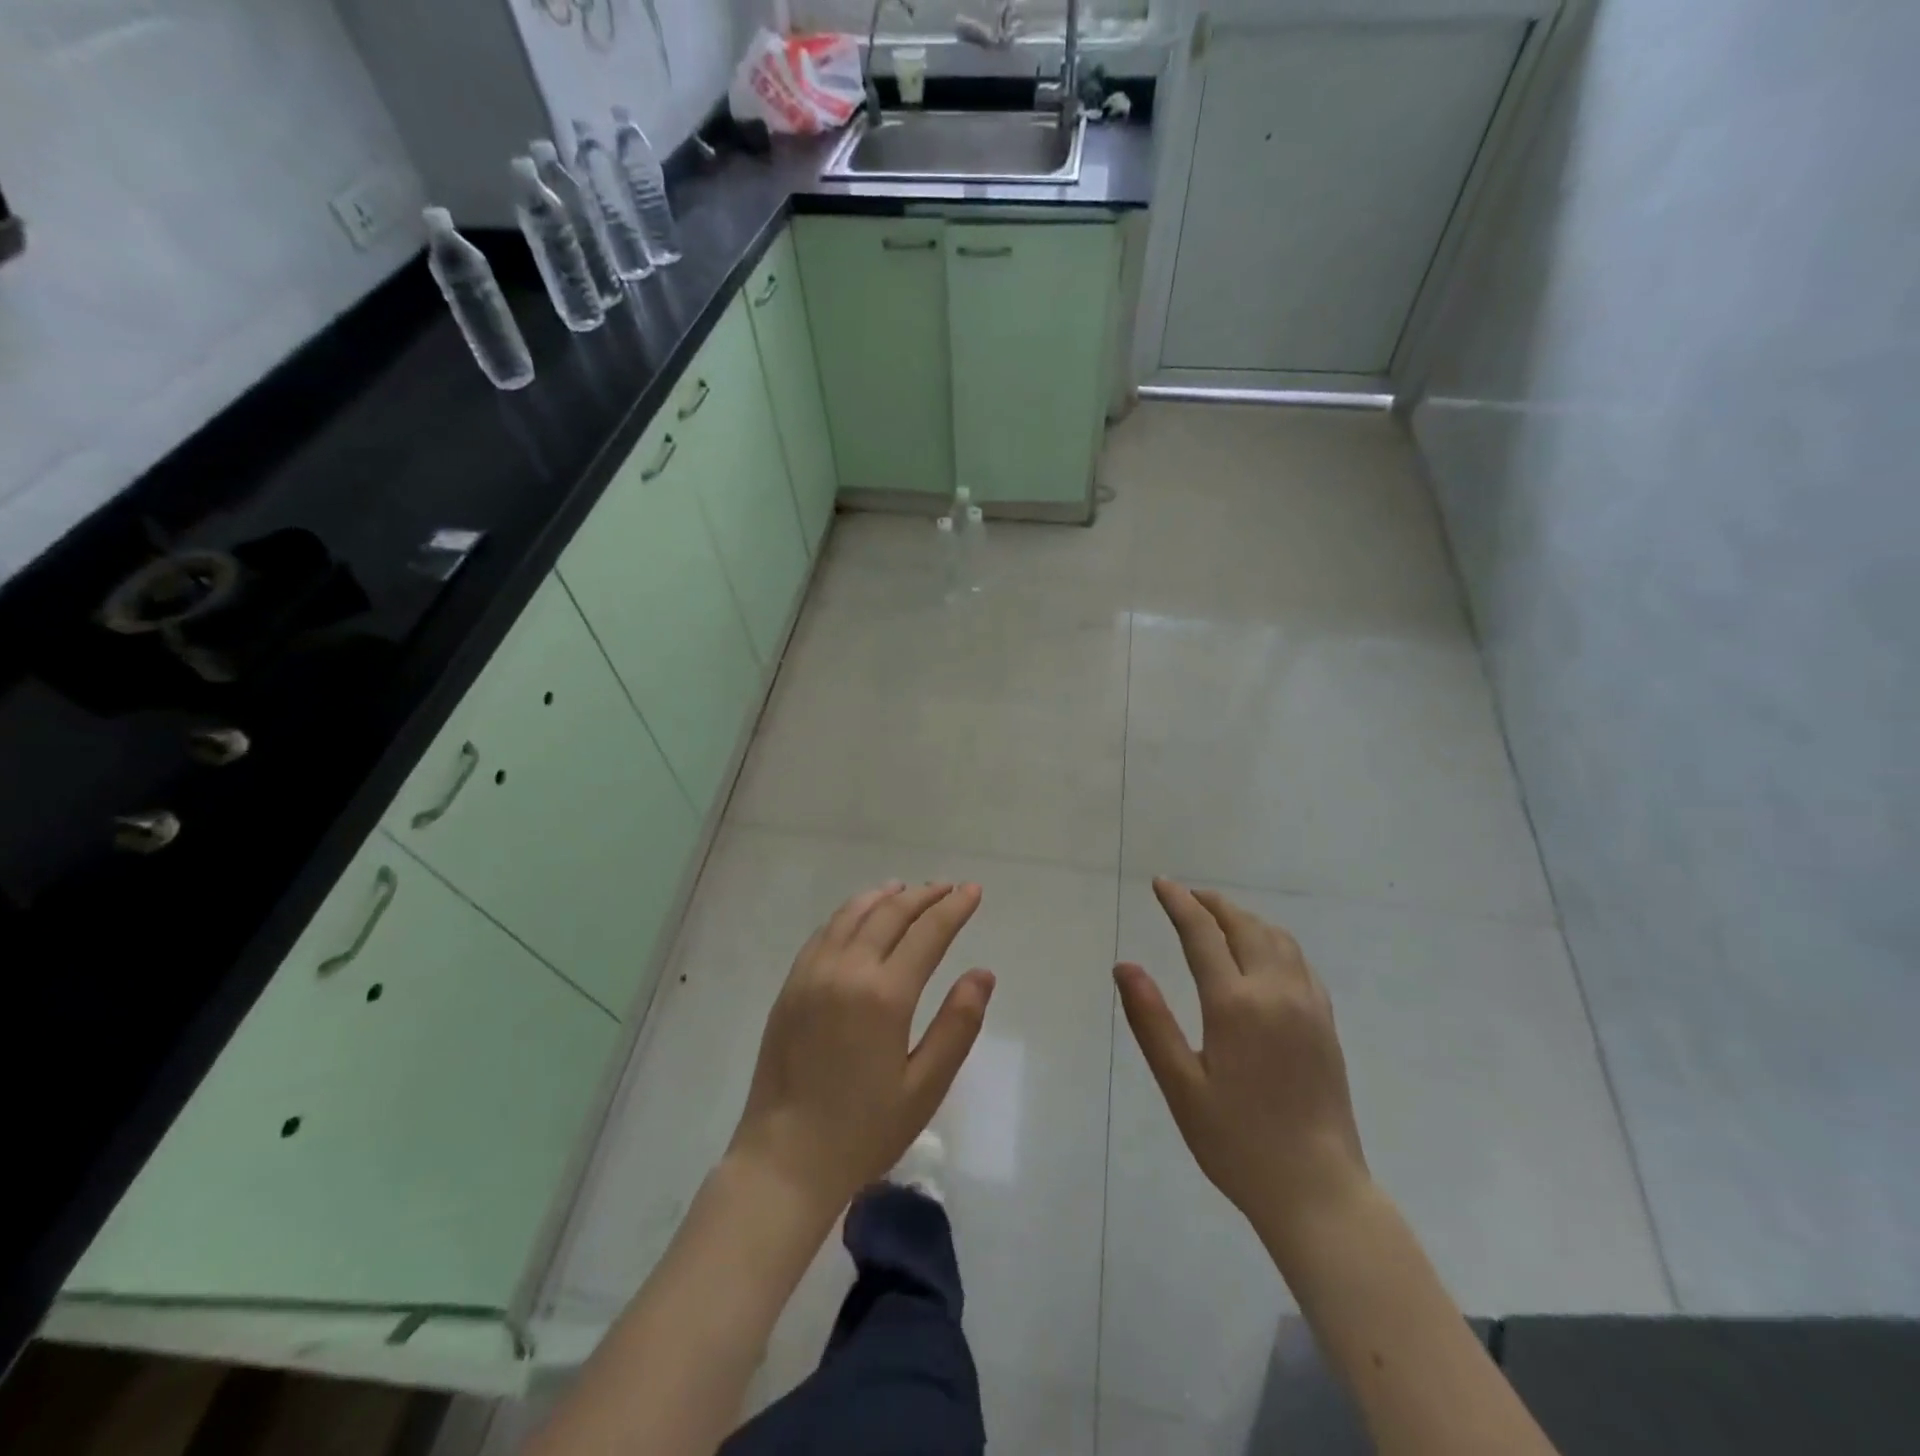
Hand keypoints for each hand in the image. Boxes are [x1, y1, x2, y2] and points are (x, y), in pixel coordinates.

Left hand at [728, 881, 995, 1214]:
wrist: (785, 1159)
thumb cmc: (864, 1130)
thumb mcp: (925, 1086)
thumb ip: (958, 1025)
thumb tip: (983, 973)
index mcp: (884, 995)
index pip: (928, 933)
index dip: (954, 907)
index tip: (973, 890)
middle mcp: (847, 971)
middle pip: (890, 913)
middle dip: (924, 895)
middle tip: (948, 887)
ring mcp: (813, 974)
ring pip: (853, 914)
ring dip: (884, 897)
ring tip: (906, 889)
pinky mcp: (791, 986)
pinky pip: (824, 933)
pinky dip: (849, 913)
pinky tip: (859, 916)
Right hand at [1115, 879, 1369, 1245]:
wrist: (1318, 1191)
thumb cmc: (1237, 1142)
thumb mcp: (1181, 1086)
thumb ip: (1150, 1021)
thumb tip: (1124, 966)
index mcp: (1234, 1004)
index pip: (1202, 933)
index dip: (1179, 903)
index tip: (1160, 884)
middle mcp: (1275, 992)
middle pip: (1243, 925)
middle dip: (1211, 903)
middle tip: (1185, 896)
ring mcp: (1308, 1005)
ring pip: (1276, 938)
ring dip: (1244, 918)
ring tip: (1218, 917)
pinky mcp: (1326, 1023)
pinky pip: (1299, 961)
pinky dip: (1273, 940)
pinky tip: (1262, 953)